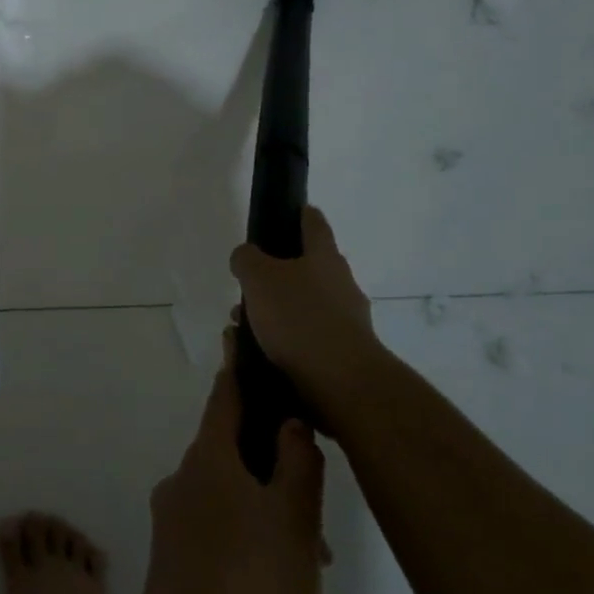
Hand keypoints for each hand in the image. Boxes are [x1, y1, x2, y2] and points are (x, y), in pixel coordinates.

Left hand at [121, 340, 345, 593]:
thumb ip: (298, 465)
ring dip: (291, 561)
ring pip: (249, 527)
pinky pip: (235, 566)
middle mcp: (186, 486)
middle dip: (291, 500)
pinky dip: (273, 591)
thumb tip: (289, 422)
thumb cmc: (249, 589)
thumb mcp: (292, 522)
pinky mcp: (180, 575)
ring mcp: (178, 532)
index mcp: (207, 461)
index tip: (243, 337)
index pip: (226, 396)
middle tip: (324, 549)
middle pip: (245, 469)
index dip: (242, 370)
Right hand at [231, 206, 381, 435]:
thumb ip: (247, 259)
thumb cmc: (299, 318)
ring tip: (245, 328)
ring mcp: (348, 319)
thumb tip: (246, 256)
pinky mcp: (345, 352)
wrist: (342, 382)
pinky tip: (263, 352)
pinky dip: (287, 339)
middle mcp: (342, 283)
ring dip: (277, 311)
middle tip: (248, 286)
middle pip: (308, 267)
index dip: (301, 214)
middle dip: (277, 275)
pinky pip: (308, 336)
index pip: (314, 223)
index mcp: (324, 256)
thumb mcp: (258, 278)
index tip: (291, 211)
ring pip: (305, 305)